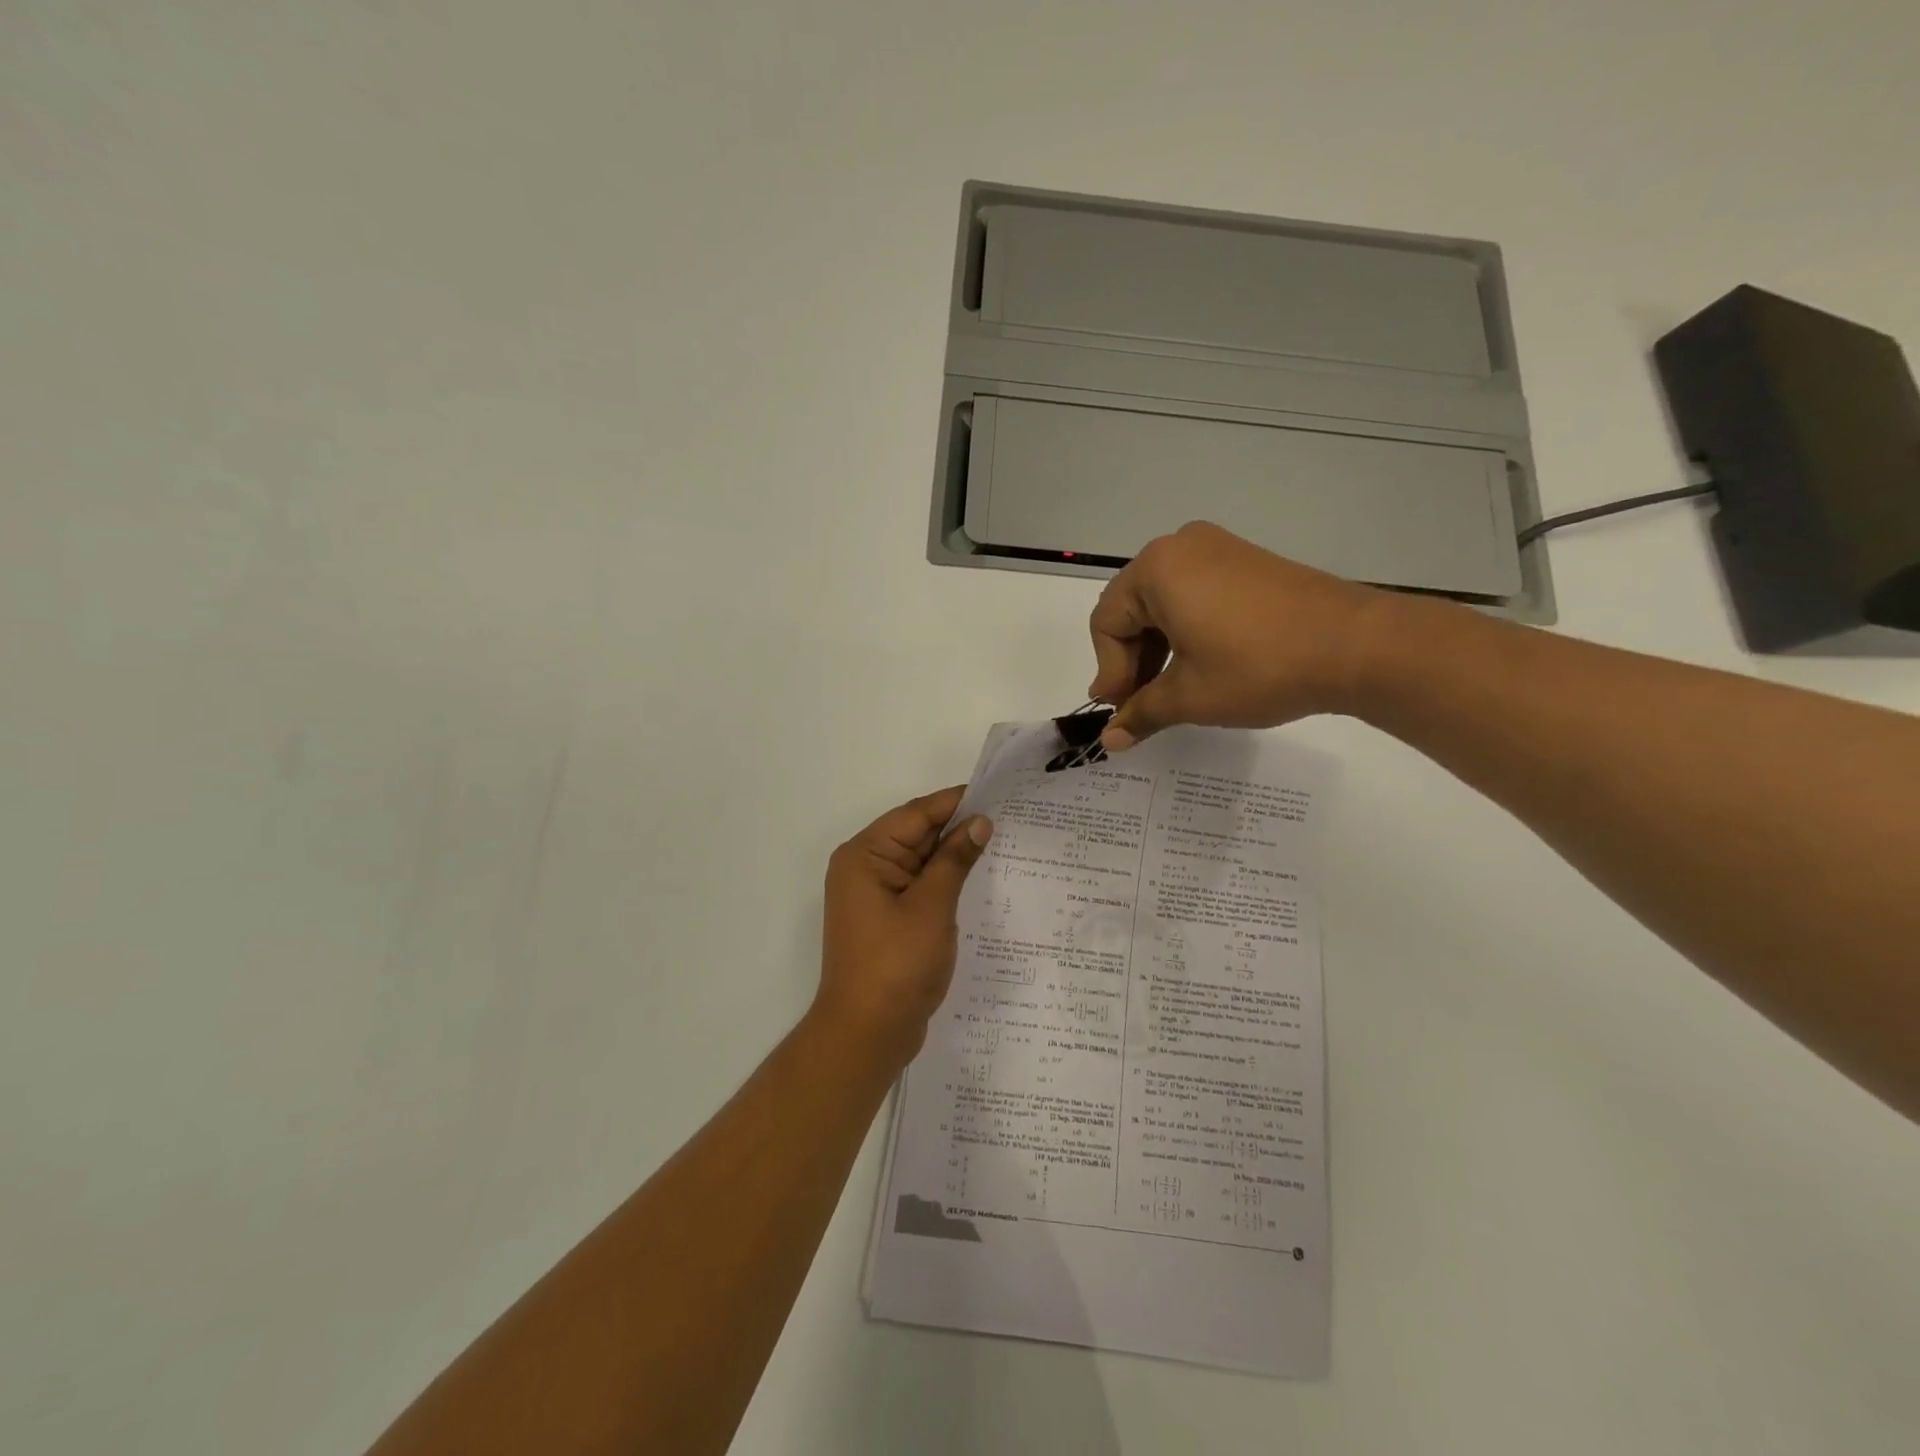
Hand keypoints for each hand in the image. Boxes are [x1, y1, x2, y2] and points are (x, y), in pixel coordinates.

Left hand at [815, 788, 992, 1061]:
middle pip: (916, 835)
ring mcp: (876, 896)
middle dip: (958, 828)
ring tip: (1003, 843)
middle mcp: (865, 868)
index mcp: (865, 855)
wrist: (867, 1034)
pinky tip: (980, 879)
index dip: (955, 802)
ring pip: (921, 862)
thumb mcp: (932, 906)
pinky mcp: (888, 919)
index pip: (915, 814)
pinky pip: (921, 888)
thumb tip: (979, 822)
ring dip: (955, 856)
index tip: (996, 793)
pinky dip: (946, 882)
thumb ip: (955, 860)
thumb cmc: (896, 964)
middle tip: (1009, 817)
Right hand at [1089, 521, 1388, 749]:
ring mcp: (1217, 549)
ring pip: (1163, 604)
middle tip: (1144, 704)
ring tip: (1174, 690)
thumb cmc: (1258, 667)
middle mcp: (1179, 546)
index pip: (1107, 623)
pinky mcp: (1246, 561)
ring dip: (1159, 649)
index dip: (1110, 672)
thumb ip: (1140, 713)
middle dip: (1133, 661)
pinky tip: (1202, 664)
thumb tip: (1108, 741)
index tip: (1124, 711)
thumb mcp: (1189, 696)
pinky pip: (1195, 594)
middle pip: (1132, 610)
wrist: (1357, 646)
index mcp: (1155, 569)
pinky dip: (1187, 631)